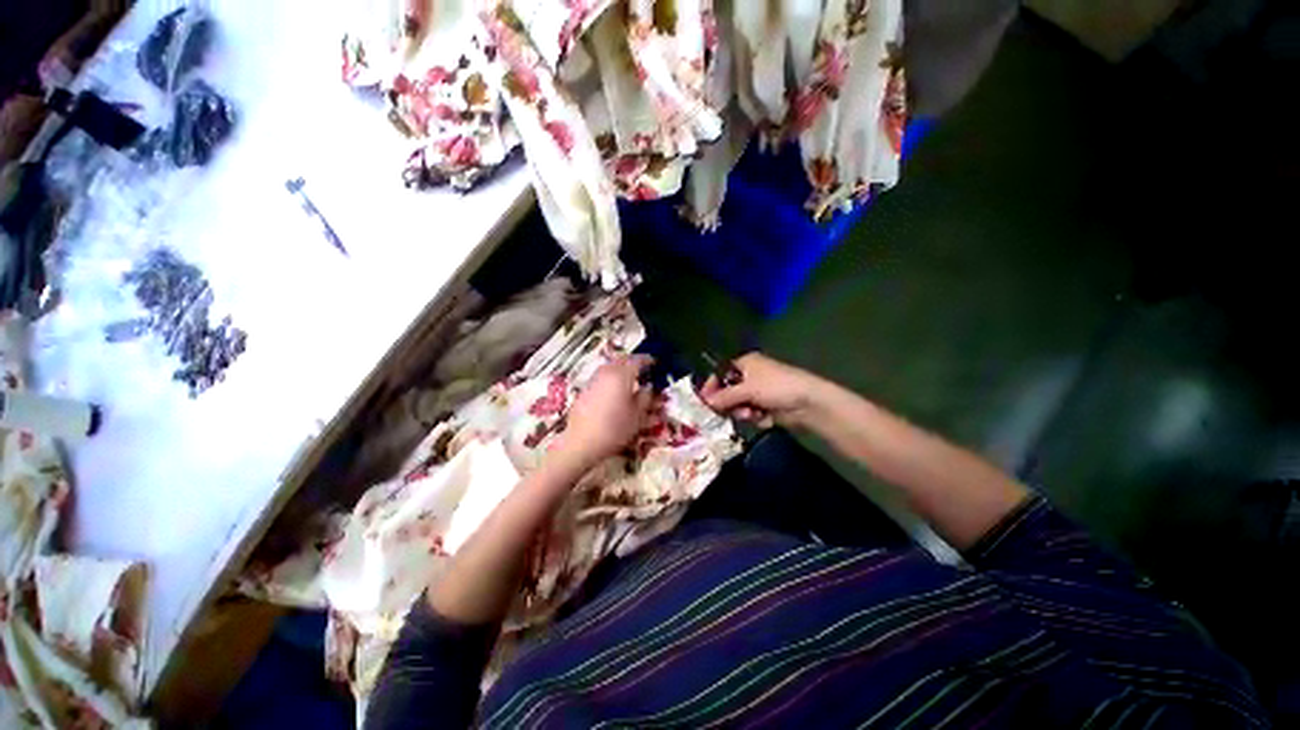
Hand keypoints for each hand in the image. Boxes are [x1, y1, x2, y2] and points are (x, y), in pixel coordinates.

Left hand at [559, 355, 653, 465]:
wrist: (582, 442)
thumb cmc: (615, 428)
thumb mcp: (638, 415)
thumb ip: (646, 398)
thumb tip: (649, 387)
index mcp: (621, 374)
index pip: (638, 360)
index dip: (648, 361)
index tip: (656, 364)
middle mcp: (605, 372)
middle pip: (621, 361)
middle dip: (633, 364)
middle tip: (643, 373)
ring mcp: (592, 381)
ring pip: (609, 369)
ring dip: (620, 372)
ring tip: (629, 384)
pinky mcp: (584, 391)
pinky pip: (601, 379)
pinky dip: (610, 382)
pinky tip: (614, 395)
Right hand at [700, 353, 822, 427]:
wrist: (807, 402)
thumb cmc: (776, 387)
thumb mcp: (747, 389)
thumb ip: (725, 396)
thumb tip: (705, 401)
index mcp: (746, 364)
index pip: (721, 374)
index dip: (712, 387)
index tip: (703, 402)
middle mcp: (751, 377)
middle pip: (729, 392)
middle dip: (729, 403)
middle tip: (728, 411)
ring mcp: (760, 393)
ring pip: (740, 406)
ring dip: (743, 412)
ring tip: (751, 414)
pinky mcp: (768, 408)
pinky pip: (752, 414)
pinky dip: (756, 417)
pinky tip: (763, 418)